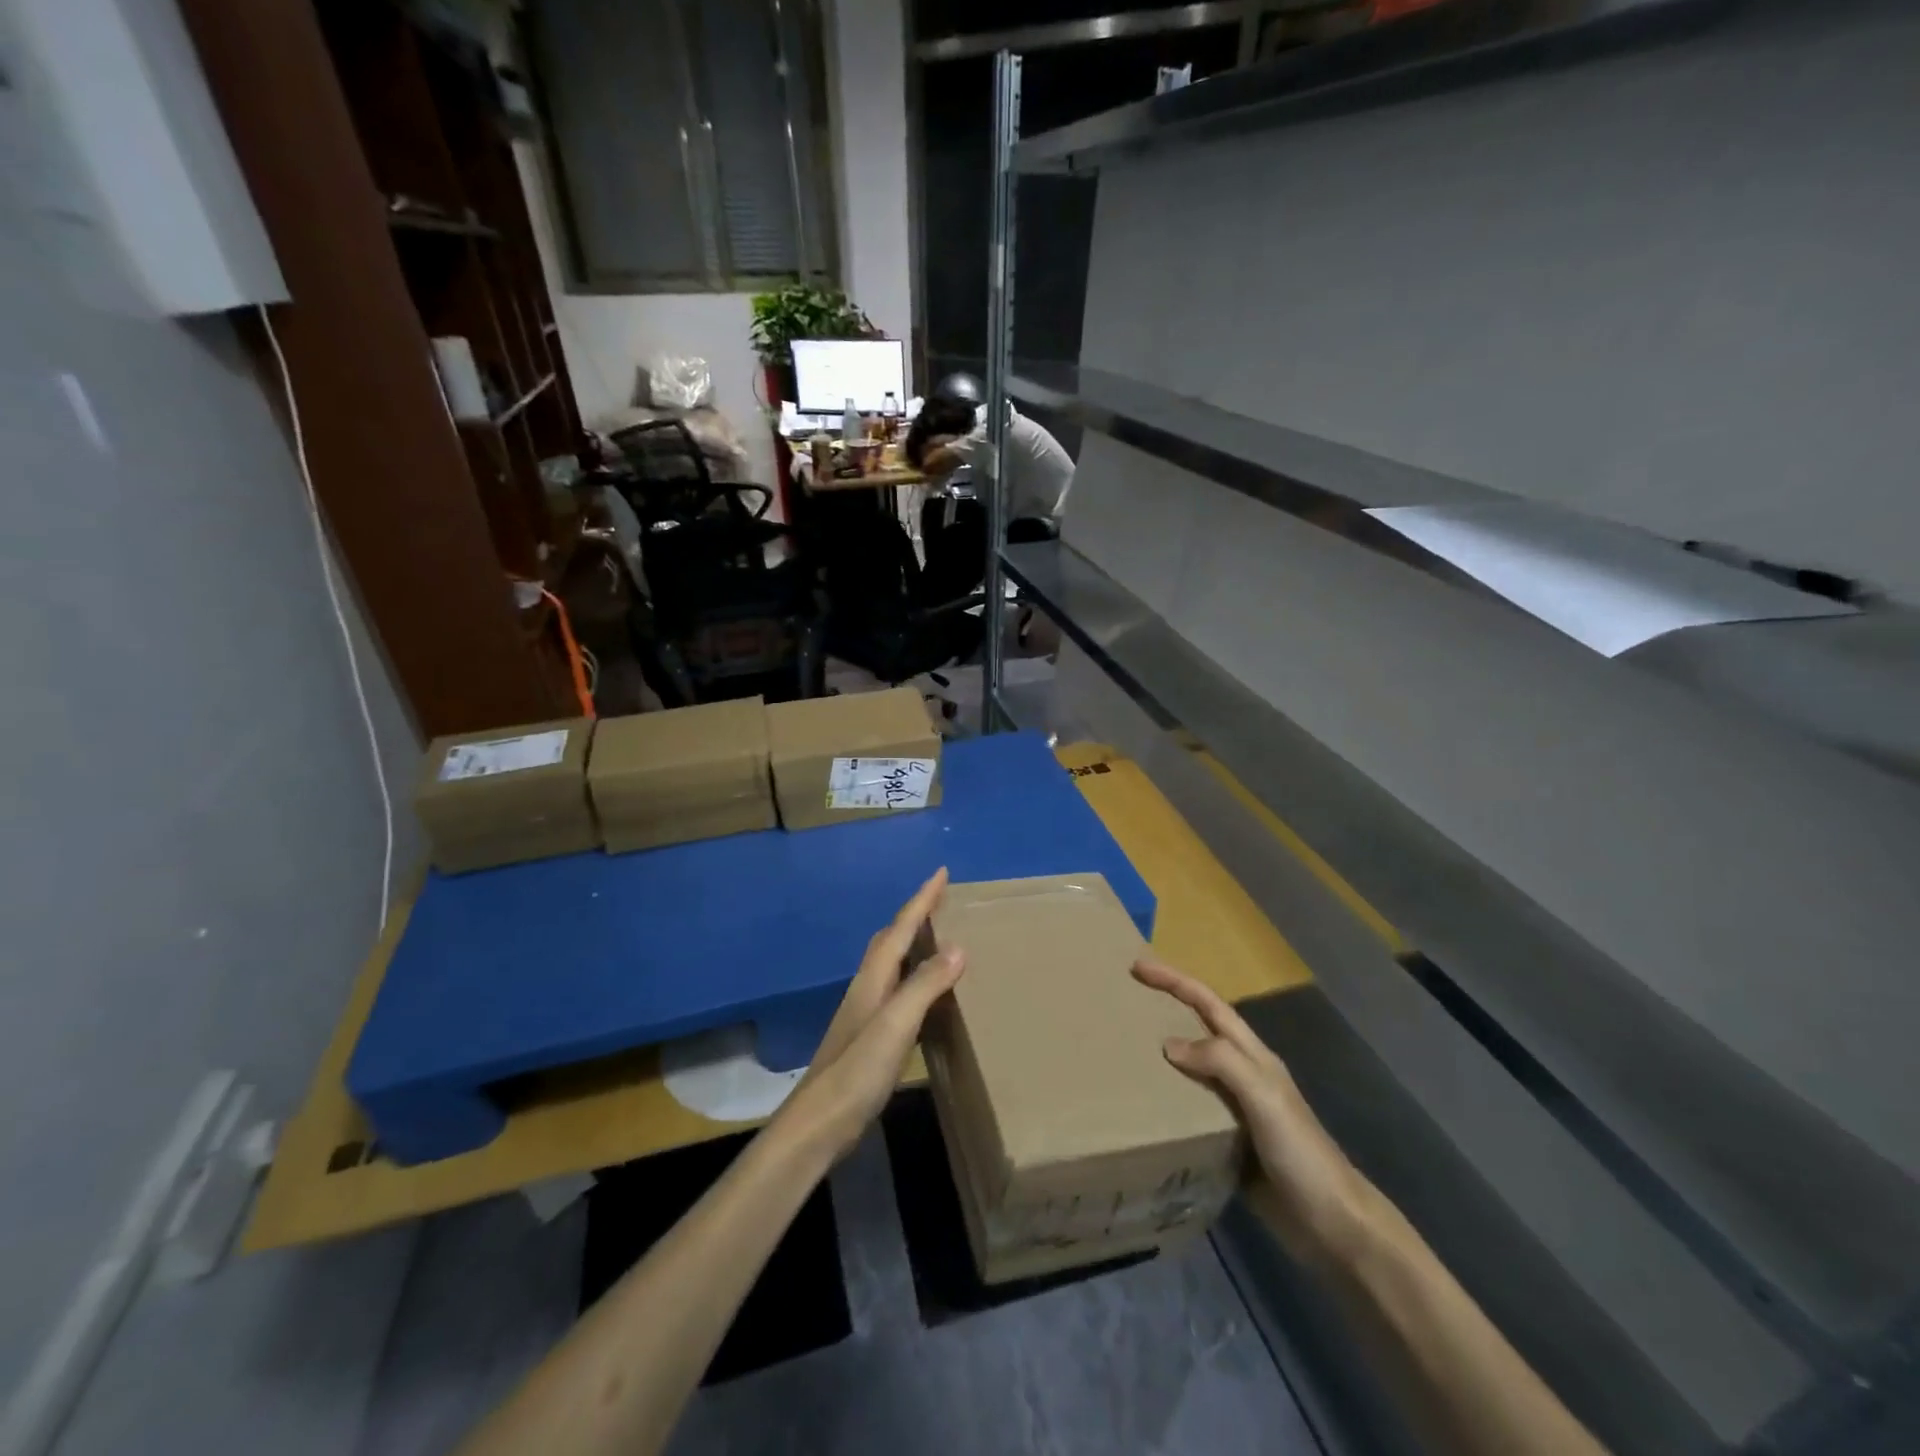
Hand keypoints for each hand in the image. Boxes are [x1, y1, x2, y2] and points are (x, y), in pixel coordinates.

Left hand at [772, 869, 965, 1165]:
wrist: (820, 1123)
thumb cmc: (857, 1070)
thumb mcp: (895, 1024)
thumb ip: (924, 985)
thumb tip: (958, 946)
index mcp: (873, 978)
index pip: (900, 928)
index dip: (921, 899)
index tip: (941, 872)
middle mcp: (867, 988)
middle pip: (890, 940)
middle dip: (915, 915)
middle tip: (941, 900)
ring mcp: (866, 1013)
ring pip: (892, 965)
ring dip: (913, 944)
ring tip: (939, 938)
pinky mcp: (870, 1038)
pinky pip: (897, 991)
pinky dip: (914, 979)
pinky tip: (926, 996)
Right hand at [1133, 958, 1364, 1255]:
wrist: (1333, 1226)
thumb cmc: (1301, 1153)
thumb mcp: (1264, 1097)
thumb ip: (1221, 1062)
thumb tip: (1168, 1045)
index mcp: (1253, 1056)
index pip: (1209, 1004)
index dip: (1175, 981)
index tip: (1137, 967)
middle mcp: (1243, 1075)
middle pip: (1199, 1028)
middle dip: (1165, 1008)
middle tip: (1125, 1001)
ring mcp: (1236, 1109)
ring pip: (1191, 1068)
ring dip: (1161, 1054)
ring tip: (1123, 1051)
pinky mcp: (1227, 1143)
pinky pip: (1189, 1109)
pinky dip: (1165, 1099)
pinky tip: (1141, 1107)